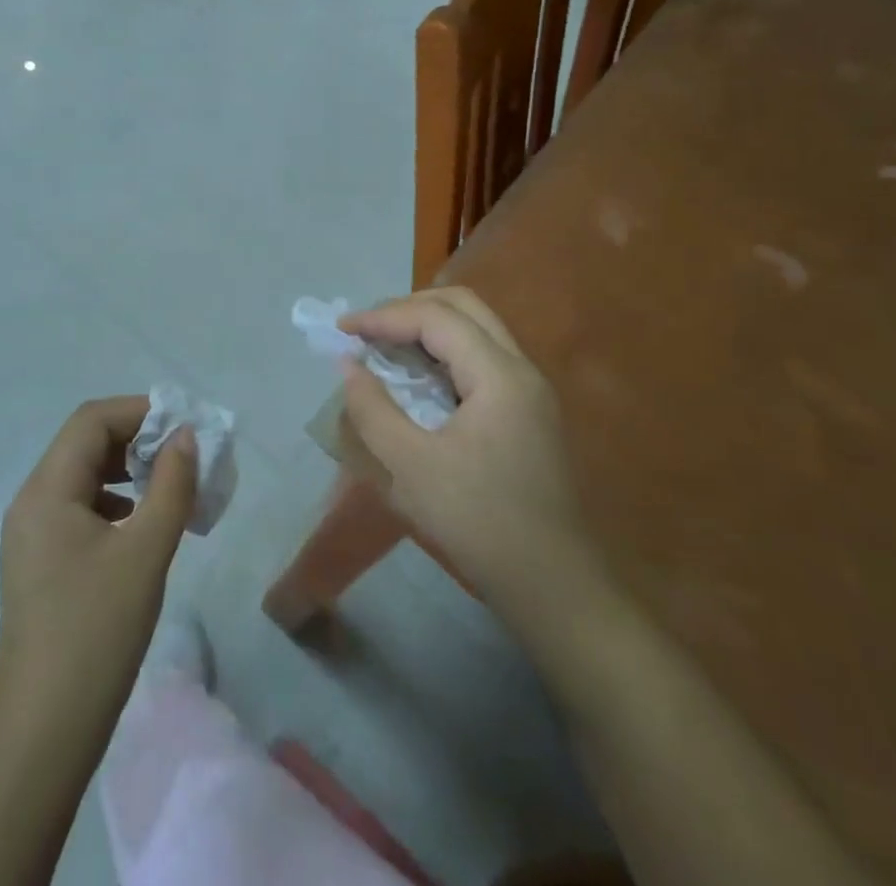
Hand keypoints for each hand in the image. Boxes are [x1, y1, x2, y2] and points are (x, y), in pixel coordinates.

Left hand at [0, 396, 197, 726]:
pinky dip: (112, 501)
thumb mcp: (146, 552)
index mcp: (46, 490)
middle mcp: (30, 501)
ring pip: (81, 476)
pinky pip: (77, 508)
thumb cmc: (97, 632)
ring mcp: (30, 534)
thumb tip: (185, 437)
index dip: (140, 412)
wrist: (44, 731)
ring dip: (126, 470)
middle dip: (136, 439)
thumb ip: (170, 486)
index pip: (91, 420)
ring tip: (168, 486)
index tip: (184, 427)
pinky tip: (140, 525)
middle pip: (84, 443)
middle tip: (182, 455)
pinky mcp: (38, 562)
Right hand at [339, 288, 600, 610]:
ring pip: (476, 328)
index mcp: (500, 376)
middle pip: (463, 307)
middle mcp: (521, 369)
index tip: (342, 331)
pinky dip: (443, 351)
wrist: (553, 587)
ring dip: (426, 326)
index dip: (384, 317)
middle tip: (366, 329)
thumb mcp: (411, 468)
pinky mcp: (527, 411)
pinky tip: (416, 374)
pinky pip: (481, 357)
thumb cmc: (479, 524)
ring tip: (383, 344)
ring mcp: (530, 390)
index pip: (437, 318)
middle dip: (408, 308)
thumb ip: (373, 410)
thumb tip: (349, 366)